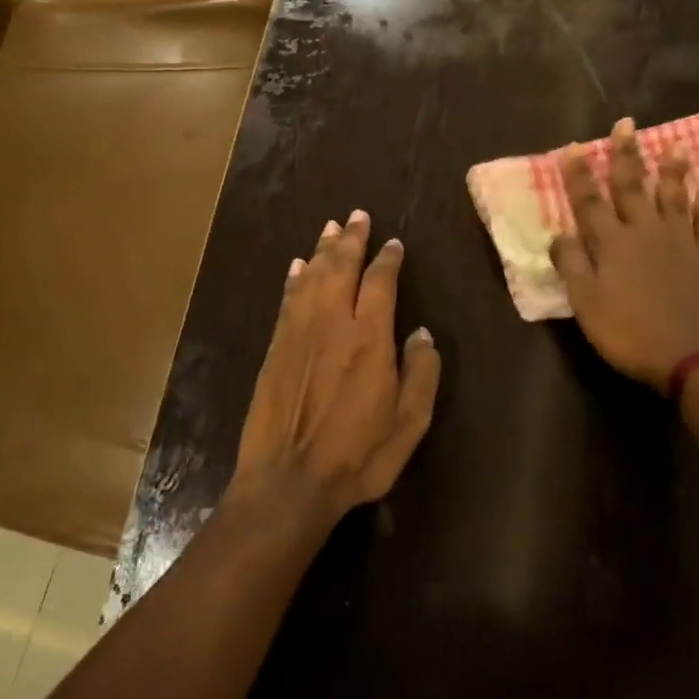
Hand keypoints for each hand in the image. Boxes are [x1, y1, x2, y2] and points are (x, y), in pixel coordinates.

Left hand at [231, 211, 441, 528]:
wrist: (288, 482)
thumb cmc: (357, 456)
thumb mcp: (408, 423)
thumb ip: (421, 373)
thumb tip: (422, 333)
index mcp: (369, 338)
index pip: (380, 282)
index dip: (388, 258)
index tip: (393, 243)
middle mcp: (333, 323)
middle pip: (341, 266)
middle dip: (351, 239)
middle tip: (357, 215)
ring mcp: (299, 332)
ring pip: (312, 276)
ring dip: (322, 249)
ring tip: (331, 227)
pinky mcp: (276, 346)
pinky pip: (288, 298)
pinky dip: (295, 277)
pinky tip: (299, 265)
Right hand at [549, 118, 698, 389]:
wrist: (693, 360)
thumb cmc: (630, 333)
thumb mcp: (587, 304)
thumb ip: (572, 265)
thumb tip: (558, 233)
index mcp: (613, 243)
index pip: (590, 201)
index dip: (579, 174)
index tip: (574, 146)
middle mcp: (646, 233)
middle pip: (632, 187)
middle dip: (626, 155)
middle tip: (626, 124)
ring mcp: (680, 244)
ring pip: (674, 199)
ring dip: (673, 172)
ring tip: (676, 146)